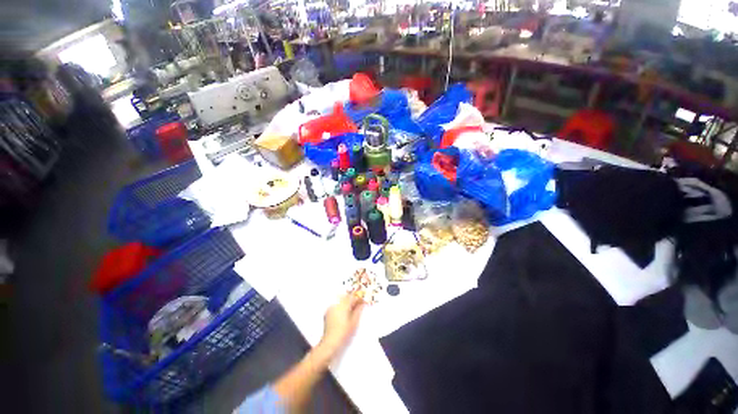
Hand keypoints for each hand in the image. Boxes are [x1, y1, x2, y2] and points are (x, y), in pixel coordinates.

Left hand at [319, 294, 364, 355]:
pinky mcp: (327, 312)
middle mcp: (336, 304)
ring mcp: (331, 307)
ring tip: (350, 309)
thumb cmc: (343, 333)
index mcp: (343, 305)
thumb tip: (362, 304)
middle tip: (357, 305)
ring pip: (340, 300)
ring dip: (346, 302)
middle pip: (346, 297)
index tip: (362, 302)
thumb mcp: (354, 322)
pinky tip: (343, 313)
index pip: (352, 297)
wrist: (330, 342)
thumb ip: (358, 311)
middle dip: (352, 299)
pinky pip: (336, 304)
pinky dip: (340, 306)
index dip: (358, 298)